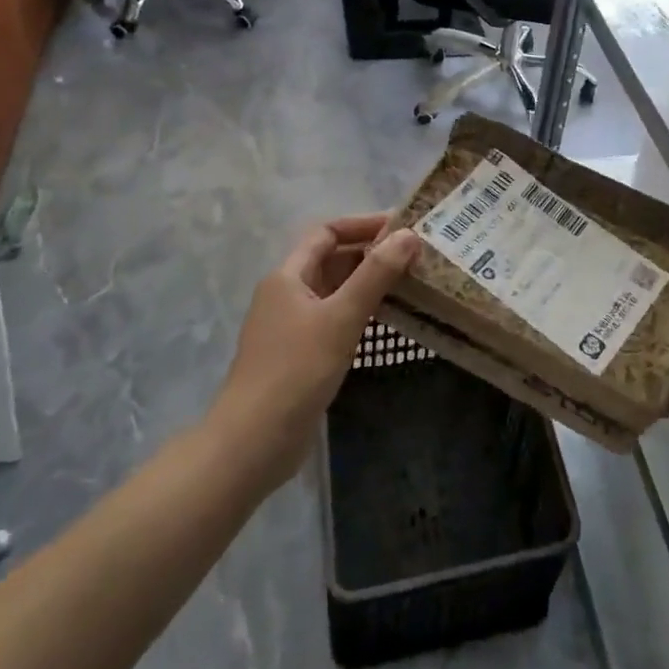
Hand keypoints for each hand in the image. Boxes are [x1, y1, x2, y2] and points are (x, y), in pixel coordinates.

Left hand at [216, 214, 418, 487]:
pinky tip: (386, 322)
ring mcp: (291, 327)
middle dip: (371, 254)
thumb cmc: (296, 371)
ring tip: (410, 284)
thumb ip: (375, 274)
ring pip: (334, 292)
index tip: (403, 228)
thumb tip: (408, 235)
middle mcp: (286, 294)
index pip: (327, 232)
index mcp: (287, 276)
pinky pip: (334, 319)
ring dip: (368, 284)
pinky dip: (359, 313)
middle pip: (331, 260)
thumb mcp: (341, 317)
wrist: (253, 443)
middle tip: (415, 257)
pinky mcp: (299, 356)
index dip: (363, 225)